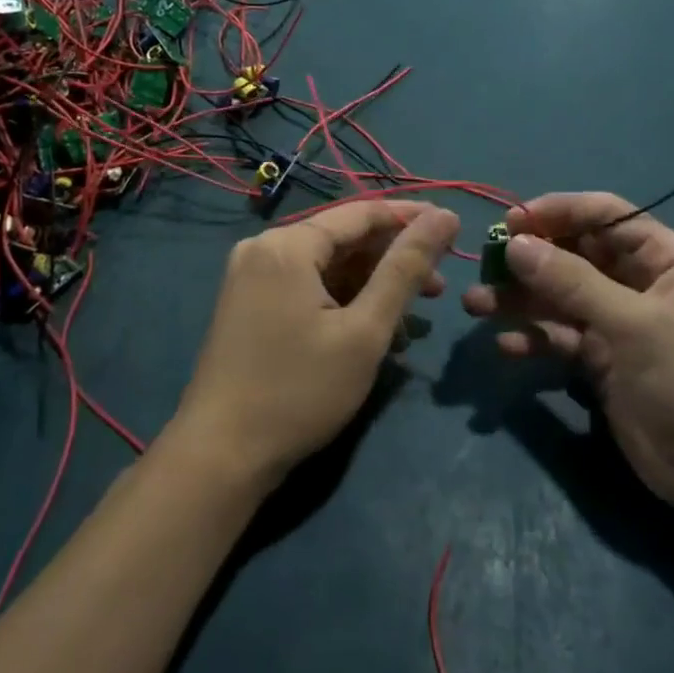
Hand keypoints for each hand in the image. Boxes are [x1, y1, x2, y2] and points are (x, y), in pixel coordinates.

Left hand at [174, 201, 458, 485]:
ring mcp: (251, 277)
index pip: (363, 213)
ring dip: (372, 282)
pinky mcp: (249, 304)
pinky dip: (343, 298)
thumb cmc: (299, 391)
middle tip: (439, 285)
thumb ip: (406, 268)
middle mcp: (264, 247)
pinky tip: (375, 325)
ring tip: (417, 310)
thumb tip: (445, 215)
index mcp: (288, 244)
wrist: (219, 459)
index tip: (454, 228)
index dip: (411, 218)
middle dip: (394, 258)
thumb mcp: (365, 330)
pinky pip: (307, 285)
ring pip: (327, 264)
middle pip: (344, 238)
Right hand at [462, 194, 673, 513]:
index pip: (606, 215)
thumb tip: (515, 244)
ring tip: (476, 304)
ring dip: (521, 298)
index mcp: (664, 258)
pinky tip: (507, 346)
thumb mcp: (632, 324)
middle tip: (487, 262)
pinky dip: (535, 337)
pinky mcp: (600, 358)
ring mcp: (617, 321)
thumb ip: (572, 281)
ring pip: (561, 295)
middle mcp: (638, 281)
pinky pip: (560, 335)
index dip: (559, 211)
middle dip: (531, 258)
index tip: (513, 221)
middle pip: (576, 254)